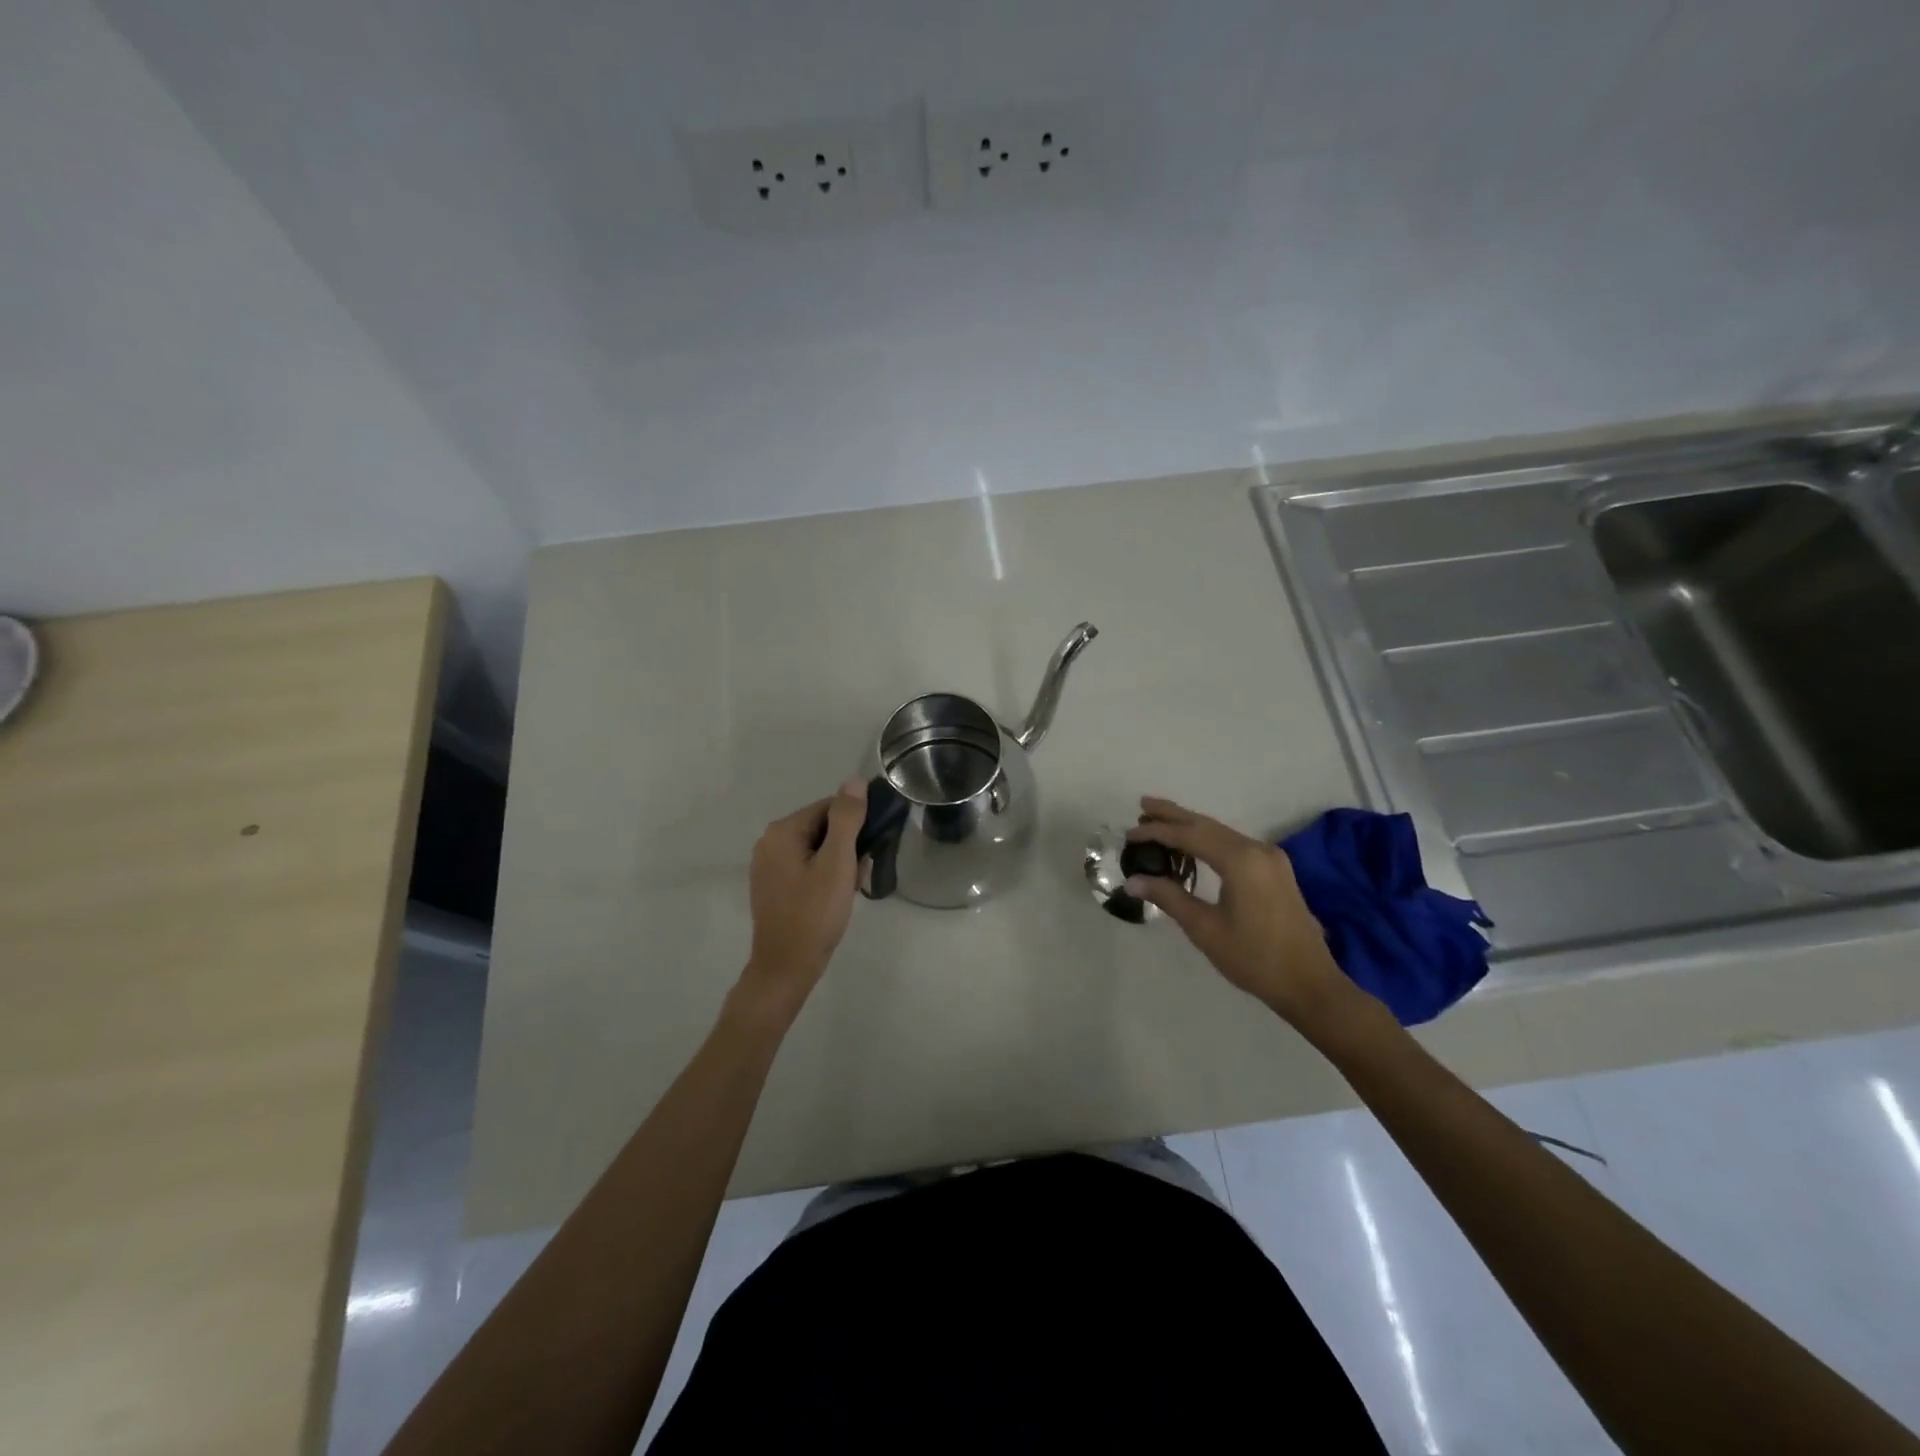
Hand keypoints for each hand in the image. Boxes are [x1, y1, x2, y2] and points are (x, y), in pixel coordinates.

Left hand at [737, 780, 867, 1015]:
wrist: (786, 968)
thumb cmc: (814, 914)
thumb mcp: (837, 863)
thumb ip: (846, 819)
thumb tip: (854, 782)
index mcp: (782, 832)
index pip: (829, 808)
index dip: (855, 824)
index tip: (871, 848)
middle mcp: (769, 843)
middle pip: (822, 828)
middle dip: (847, 847)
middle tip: (859, 874)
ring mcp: (769, 866)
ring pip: (817, 850)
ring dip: (839, 864)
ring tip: (849, 890)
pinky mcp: (773, 887)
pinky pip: (807, 868)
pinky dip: (825, 877)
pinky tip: (836, 898)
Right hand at [1125, 797, 1358, 1030]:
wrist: (1309, 984)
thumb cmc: (1254, 958)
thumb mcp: (1205, 928)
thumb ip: (1169, 897)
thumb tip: (1133, 881)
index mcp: (1240, 860)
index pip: (1189, 835)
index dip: (1157, 831)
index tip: (1130, 833)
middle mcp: (1257, 849)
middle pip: (1207, 825)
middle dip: (1173, 815)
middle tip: (1142, 805)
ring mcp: (1270, 858)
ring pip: (1221, 833)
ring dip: (1190, 827)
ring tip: (1159, 822)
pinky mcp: (1275, 870)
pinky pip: (1234, 844)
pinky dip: (1208, 840)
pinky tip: (1192, 846)